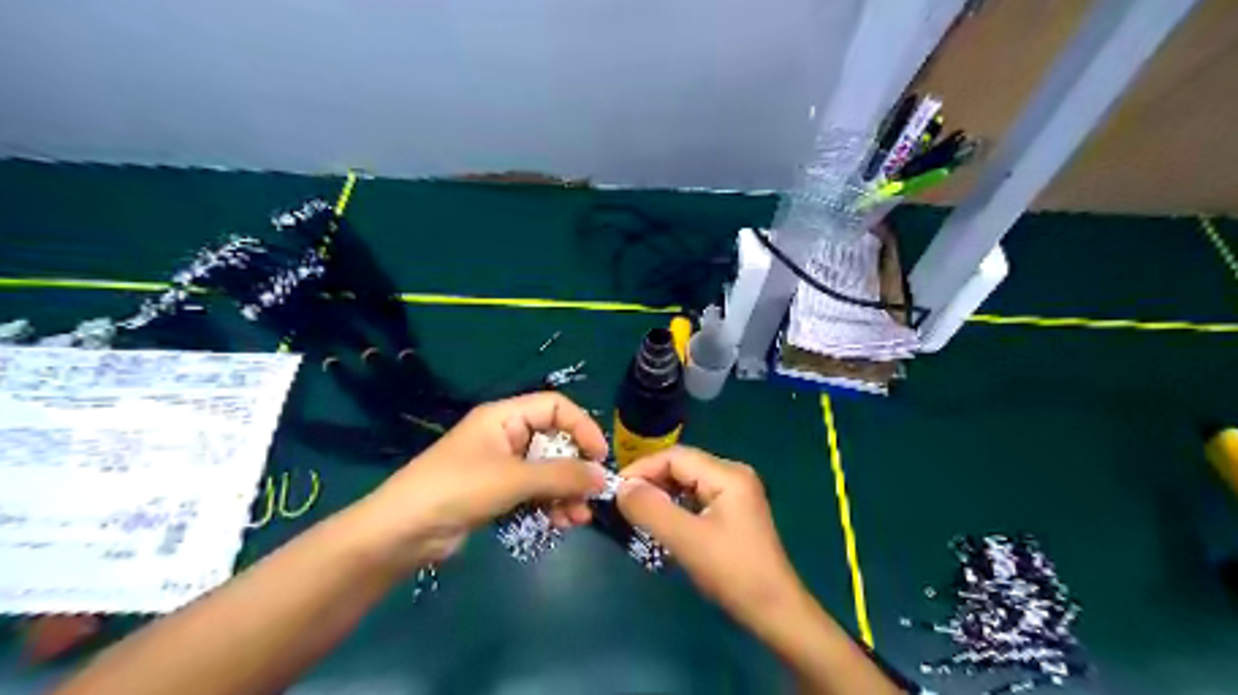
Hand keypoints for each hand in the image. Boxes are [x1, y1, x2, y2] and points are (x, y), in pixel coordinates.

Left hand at [347, 394, 608, 571]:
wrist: (401, 533)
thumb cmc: (457, 489)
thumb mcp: (513, 479)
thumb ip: (561, 475)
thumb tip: (603, 476)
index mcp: (504, 416)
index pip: (556, 407)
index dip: (582, 427)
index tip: (600, 457)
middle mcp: (505, 435)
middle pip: (554, 442)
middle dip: (575, 469)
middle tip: (592, 496)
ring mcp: (501, 466)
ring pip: (547, 471)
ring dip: (566, 492)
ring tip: (577, 518)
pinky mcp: (497, 493)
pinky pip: (534, 492)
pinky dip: (550, 505)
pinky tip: (561, 523)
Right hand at [617, 449, 804, 626]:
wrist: (774, 611)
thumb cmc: (733, 572)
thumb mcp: (687, 540)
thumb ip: (651, 510)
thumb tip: (621, 487)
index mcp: (727, 474)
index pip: (675, 456)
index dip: (642, 469)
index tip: (615, 491)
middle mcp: (732, 475)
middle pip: (681, 467)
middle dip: (650, 482)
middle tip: (622, 504)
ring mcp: (735, 493)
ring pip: (686, 483)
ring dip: (661, 496)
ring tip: (636, 514)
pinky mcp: (732, 512)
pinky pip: (695, 499)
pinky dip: (674, 508)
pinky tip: (661, 524)